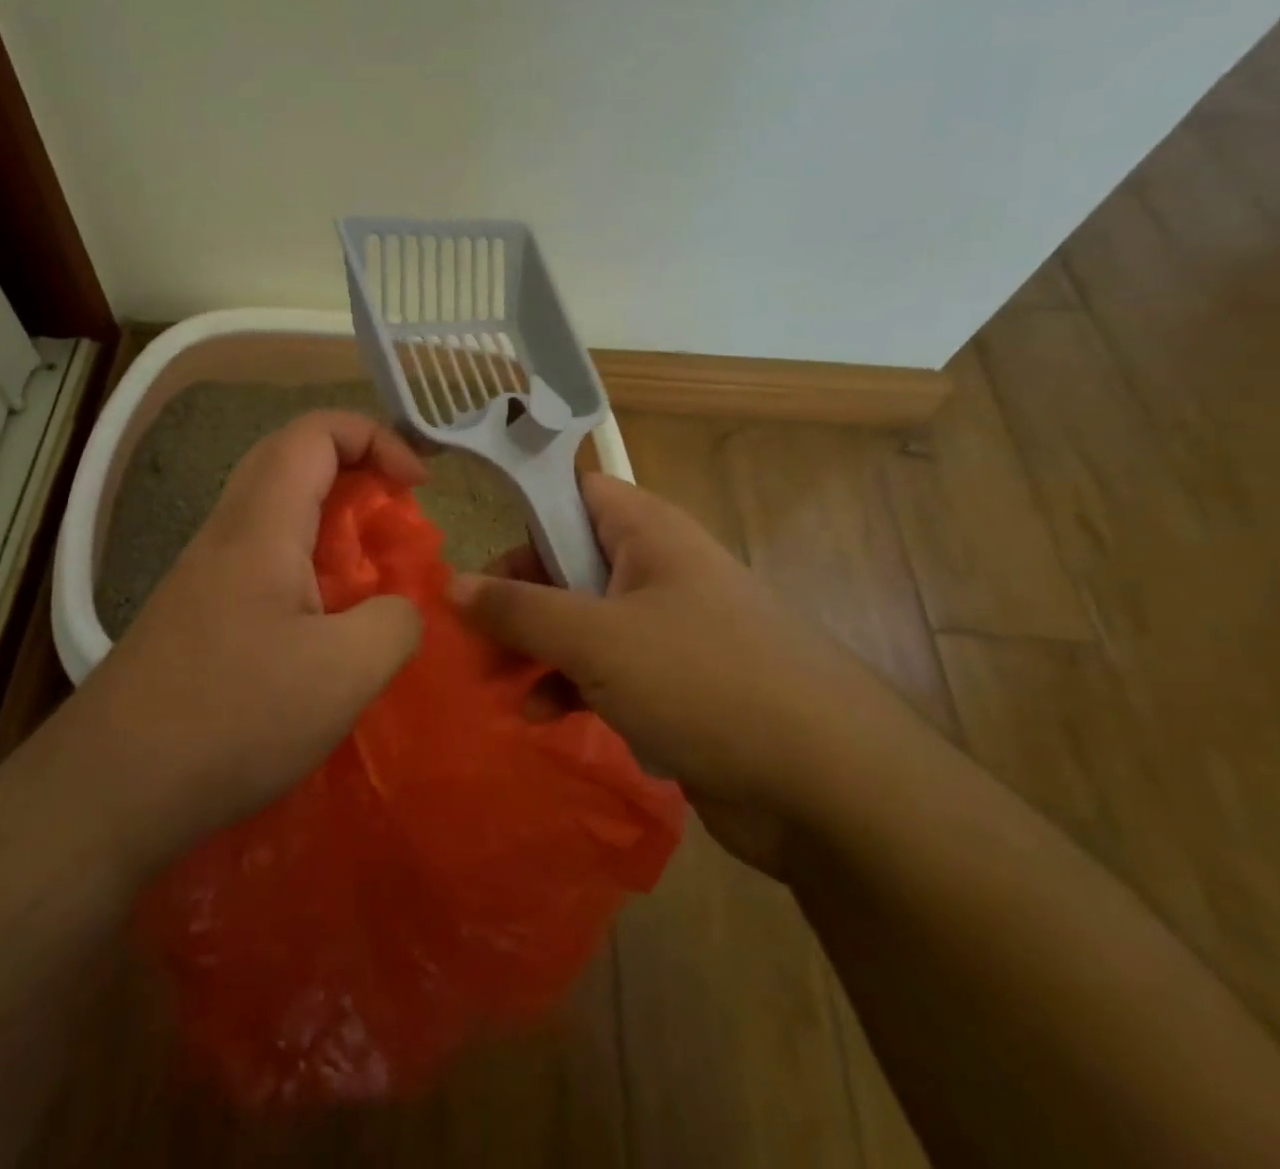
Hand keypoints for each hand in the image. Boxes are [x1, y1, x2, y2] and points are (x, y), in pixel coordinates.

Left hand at [62, 411, 426, 870]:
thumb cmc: (231, 717)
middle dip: (355, 469)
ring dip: (330, 520)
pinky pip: (262, 557)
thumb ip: (394, 623)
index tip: (417, 487)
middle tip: (395, 514)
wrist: (111, 787)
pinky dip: (307, 564)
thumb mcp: (343, 673)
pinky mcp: (199, 611)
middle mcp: (227, 531)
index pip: (315, 432)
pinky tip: (325, 624)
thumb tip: (401, 608)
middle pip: (291, 458)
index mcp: (261, 524)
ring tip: (371, 572)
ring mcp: (205, 571)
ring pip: (275, 509)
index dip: (375, 437)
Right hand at [450, 472, 902, 871]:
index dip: (523, 511)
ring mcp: (668, 629)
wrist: (829, 787)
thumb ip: (518, 609)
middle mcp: (657, 570)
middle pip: (567, 562)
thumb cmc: (702, 681)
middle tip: (470, 635)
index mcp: (647, 532)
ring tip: (496, 683)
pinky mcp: (676, 685)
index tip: (474, 550)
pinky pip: (607, 671)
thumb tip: (450, 583)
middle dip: (516, 598)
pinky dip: (571, 686)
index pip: (573, 492)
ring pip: (582, 621)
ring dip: (536, 649)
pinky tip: (543, 716)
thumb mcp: (594, 639)